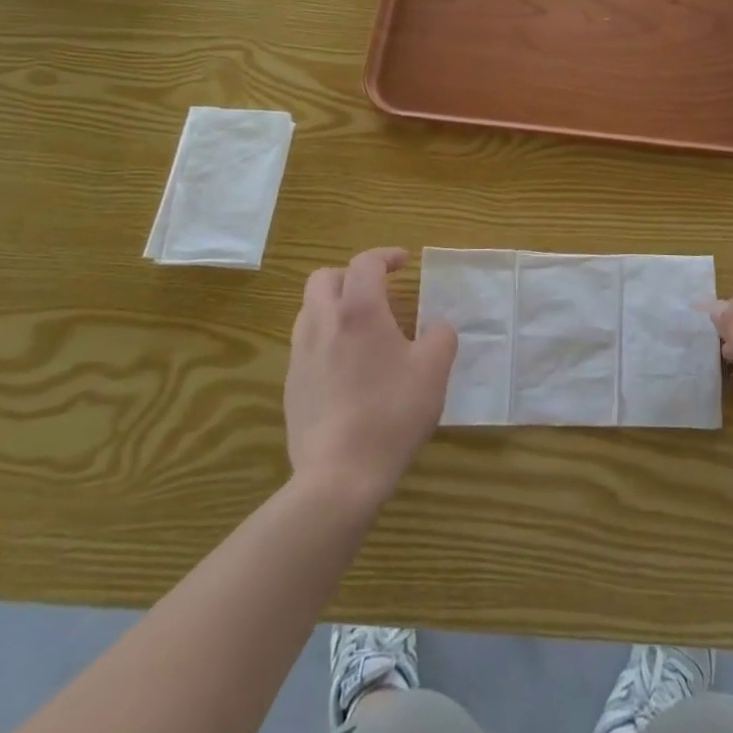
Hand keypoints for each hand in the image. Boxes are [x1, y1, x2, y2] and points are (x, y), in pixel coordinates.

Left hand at [284, 247, 457, 505]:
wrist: (339, 476)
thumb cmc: (392, 413)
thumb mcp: (434, 370)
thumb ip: (441, 336)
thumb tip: (437, 327)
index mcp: (359, 311)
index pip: (365, 263)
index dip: (385, 256)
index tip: (404, 262)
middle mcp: (323, 323)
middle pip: (323, 278)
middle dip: (350, 275)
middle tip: (376, 290)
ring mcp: (300, 355)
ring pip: (310, 310)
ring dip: (334, 306)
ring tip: (362, 328)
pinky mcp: (290, 386)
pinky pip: (306, 345)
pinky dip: (326, 338)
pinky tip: (347, 367)